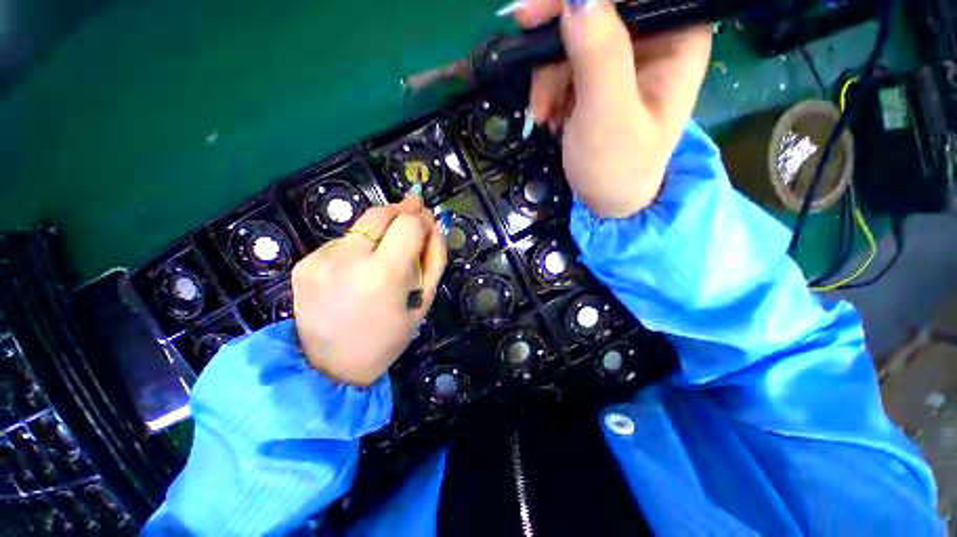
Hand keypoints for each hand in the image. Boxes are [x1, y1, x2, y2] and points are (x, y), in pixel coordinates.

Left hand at [292, 197, 446, 386]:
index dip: (422, 218)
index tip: (429, 219)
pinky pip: (341, 243)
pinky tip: (358, 270)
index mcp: (383, 273)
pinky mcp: (304, 264)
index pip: (407, 224)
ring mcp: (320, 260)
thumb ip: (434, 259)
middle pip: (379, 214)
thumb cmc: (388, 337)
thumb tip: (435, 227)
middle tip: (414, 214)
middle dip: (401, 211)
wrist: (330, 367)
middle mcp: (348, 259)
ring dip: (378, 232)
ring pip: (360, 227)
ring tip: (385, 253)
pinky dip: (357, 248)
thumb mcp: (424, 301)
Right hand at [517, 0, 712, 218]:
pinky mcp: (600, 75)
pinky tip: (549, 114)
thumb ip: (599, 55)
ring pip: (575, 34)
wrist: (607, 201)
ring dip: (548, 73)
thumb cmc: (617, 167)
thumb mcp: (608, 116)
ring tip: (543, 114)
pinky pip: (566, 60)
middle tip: (530, 68)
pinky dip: (549, 85)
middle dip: (557, 41)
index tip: (536, 15)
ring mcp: (625, 55)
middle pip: (599, 9)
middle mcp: (655, 36)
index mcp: (678, 36)